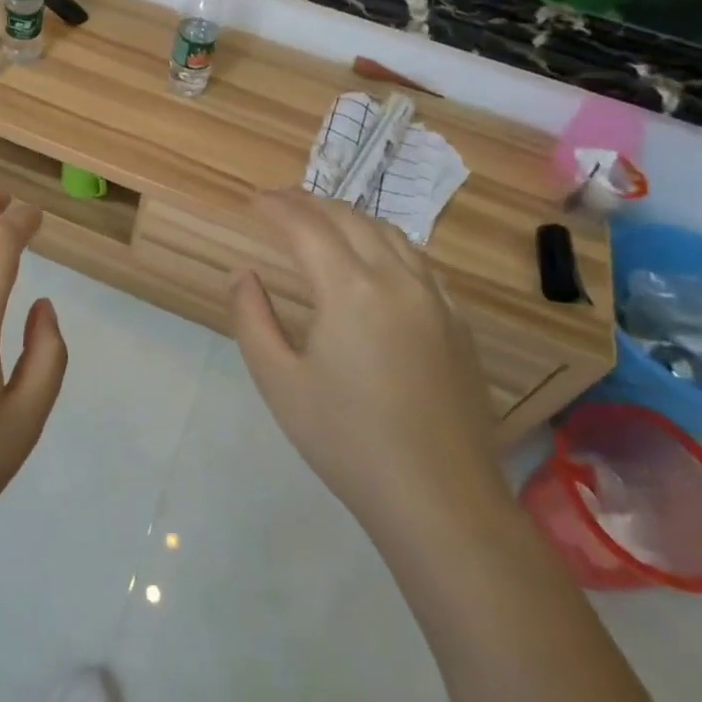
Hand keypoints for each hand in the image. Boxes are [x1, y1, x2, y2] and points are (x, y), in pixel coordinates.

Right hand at [231, 190, 506, 538]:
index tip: (255, 201)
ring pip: (392, 235)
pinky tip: (378, 260)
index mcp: (350, 289)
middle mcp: (397, 280)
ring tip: (324, 220)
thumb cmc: (347, 440)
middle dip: (312, 203)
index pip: (307, 227)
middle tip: (281, 201)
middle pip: (351, 220)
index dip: (277, 208)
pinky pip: (420, 264)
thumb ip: (251, 319)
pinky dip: (389, 244)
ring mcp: (436, 301)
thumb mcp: (278, 381)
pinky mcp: (459, 326)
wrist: (440, 500)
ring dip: (352, 218)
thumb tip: (243, 275)